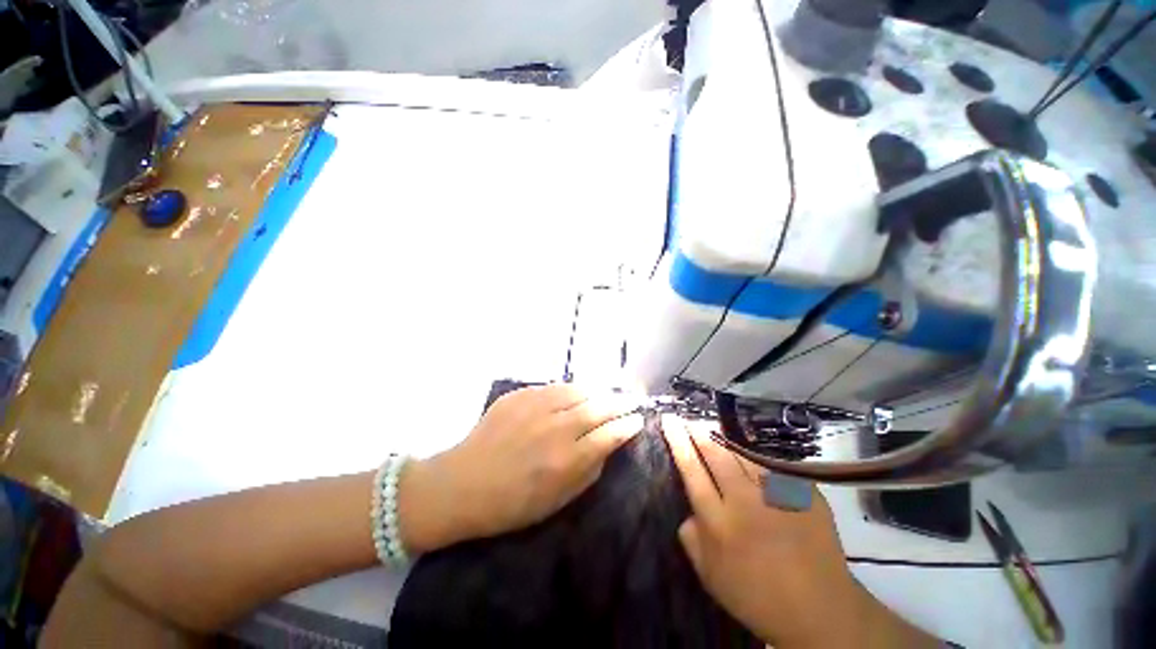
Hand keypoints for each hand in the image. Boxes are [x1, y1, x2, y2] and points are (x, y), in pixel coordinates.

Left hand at [399, 385, 643, 552]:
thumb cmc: (511, 504)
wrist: (461, 484)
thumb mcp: (557, 501)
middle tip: (632, 400)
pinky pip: (554, 387)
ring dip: (597, 393)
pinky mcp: (519, 395)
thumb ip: (588, 471)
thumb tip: (607, 445)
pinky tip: (576, 393)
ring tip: (606, 396)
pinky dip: (571, 390)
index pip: (609, 435)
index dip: (628, 426)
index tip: (639, 421)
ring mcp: (536, 407)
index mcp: (566, 460)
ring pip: (578, 391)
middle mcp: (555, 428)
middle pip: (598, 407)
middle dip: (620, 403)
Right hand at [661, 415, 861, 646]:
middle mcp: (745, 500)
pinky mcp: (804, 494)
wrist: (821, 611)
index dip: (678, 441)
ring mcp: (777, 494)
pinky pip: (773, 468)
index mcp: (718, 521)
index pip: (691, 468)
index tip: (670, 419)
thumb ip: (691, 539)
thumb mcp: (710, 576)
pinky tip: (753, 460)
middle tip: (690, 420)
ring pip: (744, 455)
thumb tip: (689, 512)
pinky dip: (758, 461)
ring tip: (715, 433)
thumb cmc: (757, 597)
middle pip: (716, 454)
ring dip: (726, 442)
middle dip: (699, 432)